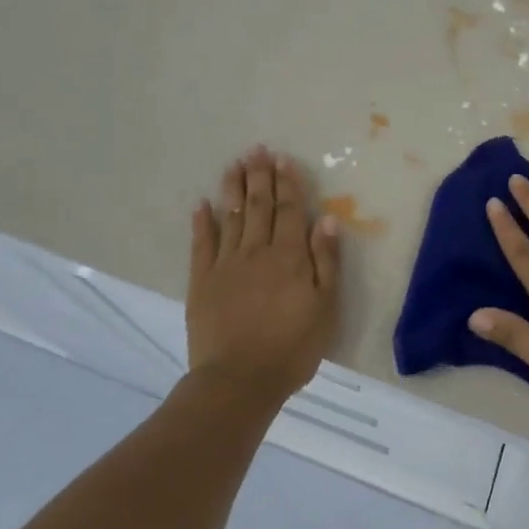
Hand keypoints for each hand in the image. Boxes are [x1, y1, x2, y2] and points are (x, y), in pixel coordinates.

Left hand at [187, 146, 340, 400]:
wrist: (240, 379)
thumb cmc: (293, 347)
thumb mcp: (325, 307)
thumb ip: (326, 262)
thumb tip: (327, 220)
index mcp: (290, 257)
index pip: (290, 211)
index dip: (287, 184)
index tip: (283, 159)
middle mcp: (257, 252)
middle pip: (258, 206)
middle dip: (259, 177)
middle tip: (257, 149)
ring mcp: (226, 265)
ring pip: (230, 217)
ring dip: (233, 189)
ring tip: (234, 164)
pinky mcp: (202, 282)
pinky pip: (201, 244)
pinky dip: (202, 222)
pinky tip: (202, 204)